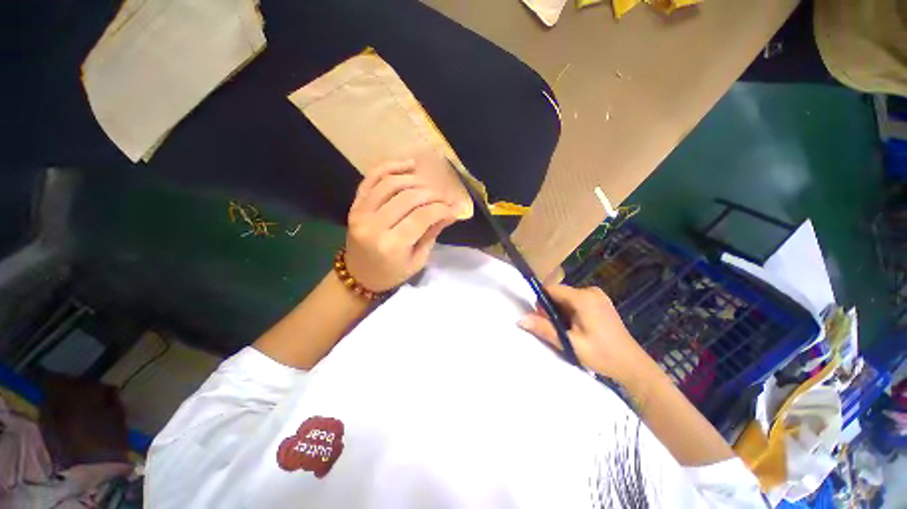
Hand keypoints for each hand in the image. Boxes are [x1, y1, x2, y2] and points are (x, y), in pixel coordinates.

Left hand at [345, 159, 458, 292]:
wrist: (359, 275)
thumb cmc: (391, 273)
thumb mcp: (418, 259)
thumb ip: (433, 233)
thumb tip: (452, 211)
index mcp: (392, 245)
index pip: (422, 216)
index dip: (442, 208)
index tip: (454, 207)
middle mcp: (374, 225)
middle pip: (408, 197)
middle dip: (432, 194)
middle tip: (445, 197)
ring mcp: (360, 212)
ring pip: (391, 183)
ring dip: (415, 179)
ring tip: (430, 184)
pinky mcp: (355, 204)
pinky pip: (371, 178)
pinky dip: (390, 167)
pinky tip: (408, 165)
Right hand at [518, 285, 655, 385]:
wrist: (632, 365)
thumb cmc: (601, 354)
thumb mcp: (570, 343)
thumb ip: (544, 328)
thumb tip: (520, 319)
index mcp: (583, 298)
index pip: (552, 289)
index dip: (542, 302)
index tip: (543, 318)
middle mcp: (591, 291)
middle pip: (559, 293)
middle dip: (552, 309)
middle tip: (557, 329)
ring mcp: (598, 296)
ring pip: (567, 298)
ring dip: (562, 311)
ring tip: (569, 331)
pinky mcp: (601, 302)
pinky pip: (577, 301)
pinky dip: (571, 311)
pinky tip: (578, 328)